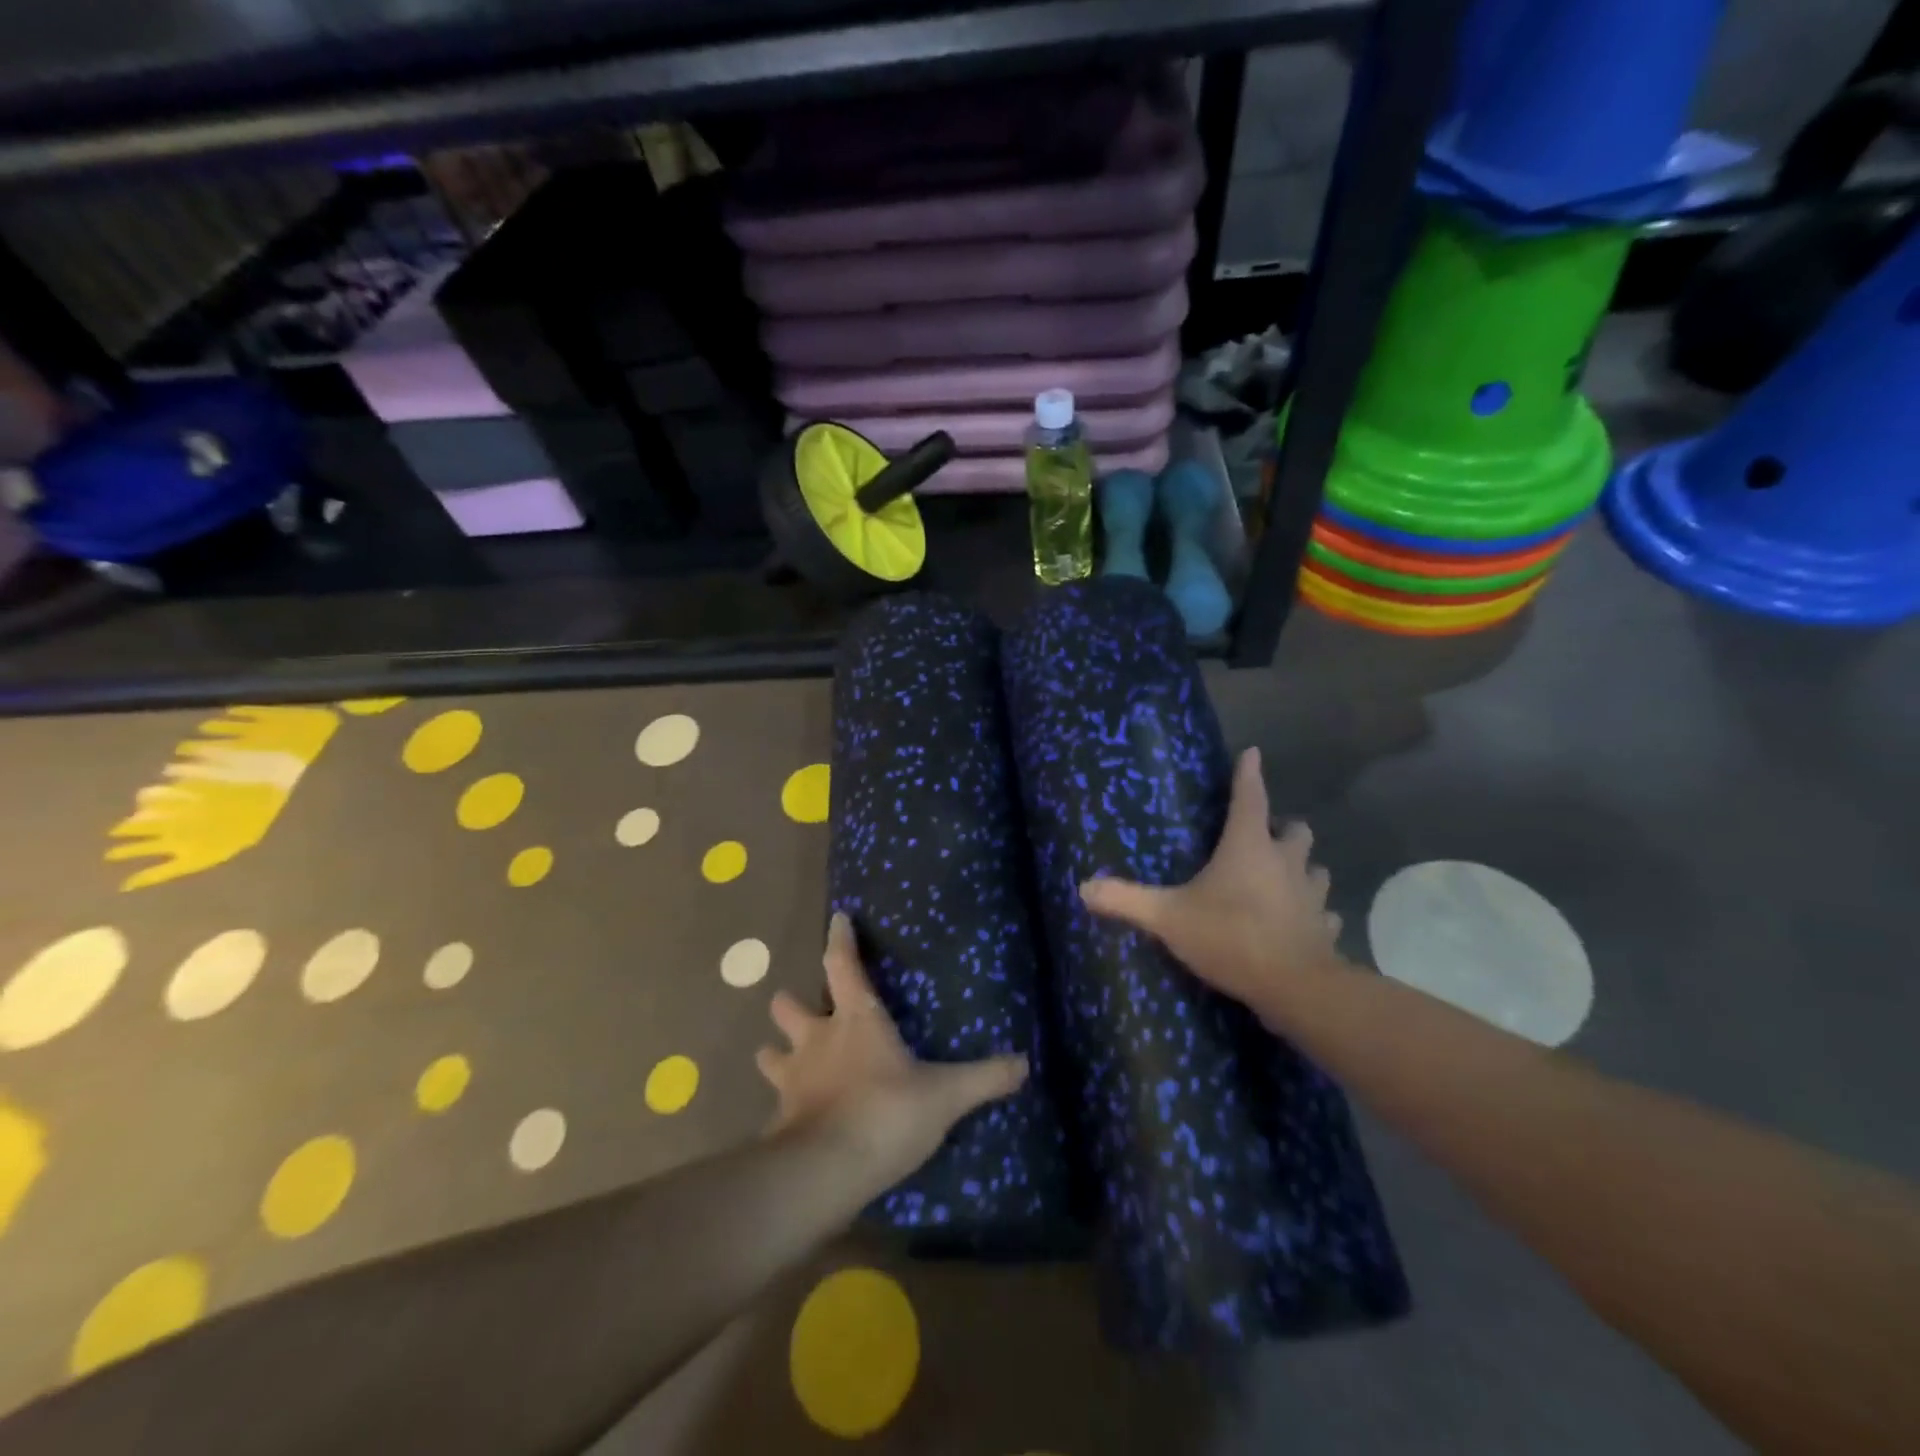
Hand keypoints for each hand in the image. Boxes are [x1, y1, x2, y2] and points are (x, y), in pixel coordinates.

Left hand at [755, 912, 1028, 1191]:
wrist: (825, 1171)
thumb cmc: (886, 1113)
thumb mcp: (945, 1096)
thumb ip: (984, 1078)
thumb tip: (1026, 1063)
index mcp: (856, 1021)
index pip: (843, 965)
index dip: (839, 939)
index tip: (837, 918)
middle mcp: (817, 1041)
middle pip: (788, 1007)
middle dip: (790, 1003)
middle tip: (800, 1007)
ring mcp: (792, 1079)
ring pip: (770, 1054)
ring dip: (776, 1052)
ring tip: (783, 1058)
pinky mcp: (778, 1120)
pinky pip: (775, 1105)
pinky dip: (783, 1106)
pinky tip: (792, 1119)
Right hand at [1079, 747, 1344, 1019]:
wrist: (1293, 986)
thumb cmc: (1230, 936)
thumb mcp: (1168, 917)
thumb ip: (1127, 899)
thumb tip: (1083, 886)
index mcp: (1248, 847)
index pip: (1249, 798)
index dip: (1248, 774)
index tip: (1252, 753)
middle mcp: (1285, 863)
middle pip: (1297, 831)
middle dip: (1284, 828)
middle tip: (1264, 837)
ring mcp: (1311, 896)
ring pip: (1316, 869)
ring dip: (1302, 869)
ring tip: (1283, 878)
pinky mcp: (1324, 929)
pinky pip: (1324, 914)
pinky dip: (1314, 914)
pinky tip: (1302, 923)